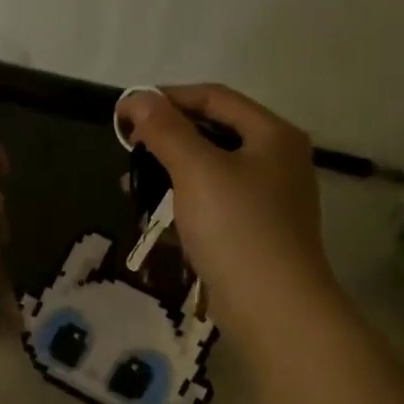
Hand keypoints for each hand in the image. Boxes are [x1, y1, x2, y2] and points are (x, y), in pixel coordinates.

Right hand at [117, 84, 340, 328]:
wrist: (273, 306)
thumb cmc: (236, 228)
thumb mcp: (196, 170)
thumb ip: (166, 130)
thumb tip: (136, 97)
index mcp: (272, 135)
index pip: (215, 98)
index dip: (168, 98)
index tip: (126, 112)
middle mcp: (277, 160)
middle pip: (214, 133)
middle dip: (167, 138)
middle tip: (129, 150)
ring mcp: (269, 199)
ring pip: (211, 171)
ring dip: (170, 173)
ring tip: (131, 186)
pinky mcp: (255, 232)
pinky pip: (214, 204)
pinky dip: (184, 203)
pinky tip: (155, 218)